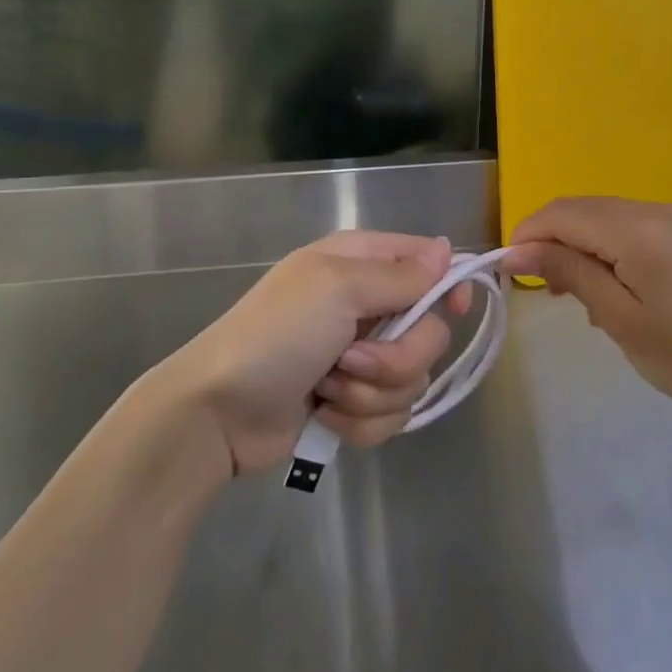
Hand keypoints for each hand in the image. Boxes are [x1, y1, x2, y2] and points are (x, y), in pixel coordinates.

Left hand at [167, 231, 468, 474]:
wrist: (218, 413)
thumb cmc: (275, 336)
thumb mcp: (336, 288)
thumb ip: (399, 274)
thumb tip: (447, 249)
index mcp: (361, 264)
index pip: (429, 262)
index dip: (447, 286)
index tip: (453, 310)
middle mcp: (367, 306)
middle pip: (430, 332)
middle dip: (397, 357)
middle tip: (351, 359)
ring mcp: (361, 358)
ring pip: (413, 379)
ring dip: (372, 393)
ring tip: (328, 390)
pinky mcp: (354, 403)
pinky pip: (392, 415)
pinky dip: (360, 421)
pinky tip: (325, 416)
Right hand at [506, 197, 671, 421]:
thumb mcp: (620, 319)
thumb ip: (569, 273)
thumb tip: (519, 250)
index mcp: (640, 228)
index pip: (563, 213)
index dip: (528, 235)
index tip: (509, 271)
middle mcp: (661, 209)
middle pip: (586, 209)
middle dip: (554, 240)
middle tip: (544, 289)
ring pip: (611, 217)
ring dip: (583, 245)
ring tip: (580, 296)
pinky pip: (639, 227)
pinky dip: (614, 248)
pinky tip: (618, 287)